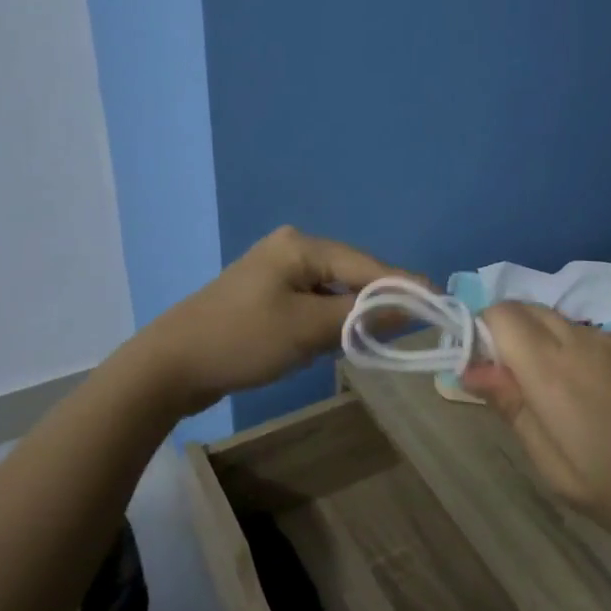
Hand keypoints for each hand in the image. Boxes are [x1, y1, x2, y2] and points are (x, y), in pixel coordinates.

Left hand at [135, 226, 411, 415]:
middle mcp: (291, 248)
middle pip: (351, 275)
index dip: (404, 287)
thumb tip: (412, 306)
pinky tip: (333, 341)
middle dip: (376, 303)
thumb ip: (362, 316)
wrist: (170, 364)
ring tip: (376, 339)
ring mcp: (276, 271)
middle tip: (409, 330)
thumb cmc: (242, 340)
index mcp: (302, 245)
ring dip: (351, 316)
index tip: (440, 305)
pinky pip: (311, 303)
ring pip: (332, 292)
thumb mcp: (308, 329)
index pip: (368, 265)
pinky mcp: (266, 295)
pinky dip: (327, 321)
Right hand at [462, 304, 610, 578]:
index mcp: (555, 369)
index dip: (483, 334)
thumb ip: (514, 410)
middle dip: (512, 338)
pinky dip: (588, 357)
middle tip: (525, 397)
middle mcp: (587, 338)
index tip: (489, 376)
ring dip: (552, 349)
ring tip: (577, 411)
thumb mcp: (561, 473)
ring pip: (568, 324)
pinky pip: (603, 338)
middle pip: (531, 310)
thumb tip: (472, 369)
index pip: (500, 313)